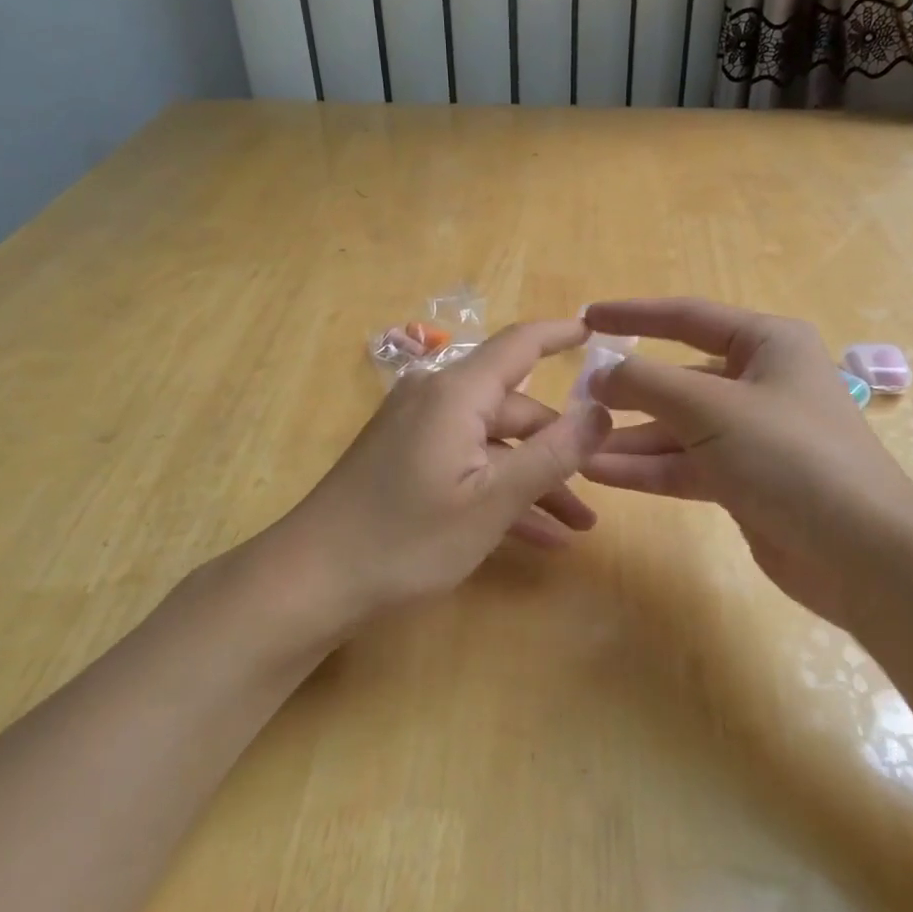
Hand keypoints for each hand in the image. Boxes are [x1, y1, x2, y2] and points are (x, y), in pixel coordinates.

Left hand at [279, 318, 612, 620]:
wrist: (311, 580)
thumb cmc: (407, 538)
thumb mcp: (492, 502)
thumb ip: (553, 454)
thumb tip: (601, 411)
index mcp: (456, 393)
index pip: (520, 343)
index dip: (560, 334)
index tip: (596, 331)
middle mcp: (436, 399)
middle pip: (514, 407)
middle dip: (559, 447)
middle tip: (600, 487)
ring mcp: (418, 430)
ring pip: (494, 443)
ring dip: (535, 479)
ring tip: (577, 525)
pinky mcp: (406, 458)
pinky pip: (467, 462)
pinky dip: (500, 490)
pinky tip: (539, 537)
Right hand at [580, 298, 912, 625]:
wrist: (861, 552)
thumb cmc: (790, 455)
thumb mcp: (712, 407)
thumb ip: (648, 384)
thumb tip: (600, 374)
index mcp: (767, 344)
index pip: (688, 317)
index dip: (634, 315)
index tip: (587, 318)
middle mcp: (760, 381)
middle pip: (680, 377)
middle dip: (630, 390)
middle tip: (576, 399)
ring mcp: (753, 434)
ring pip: (679, 427)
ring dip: (631, 437)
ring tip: (576, 445)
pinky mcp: (746, 480)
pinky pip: (687, 464)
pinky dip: (649, 468)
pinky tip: (602, 473)